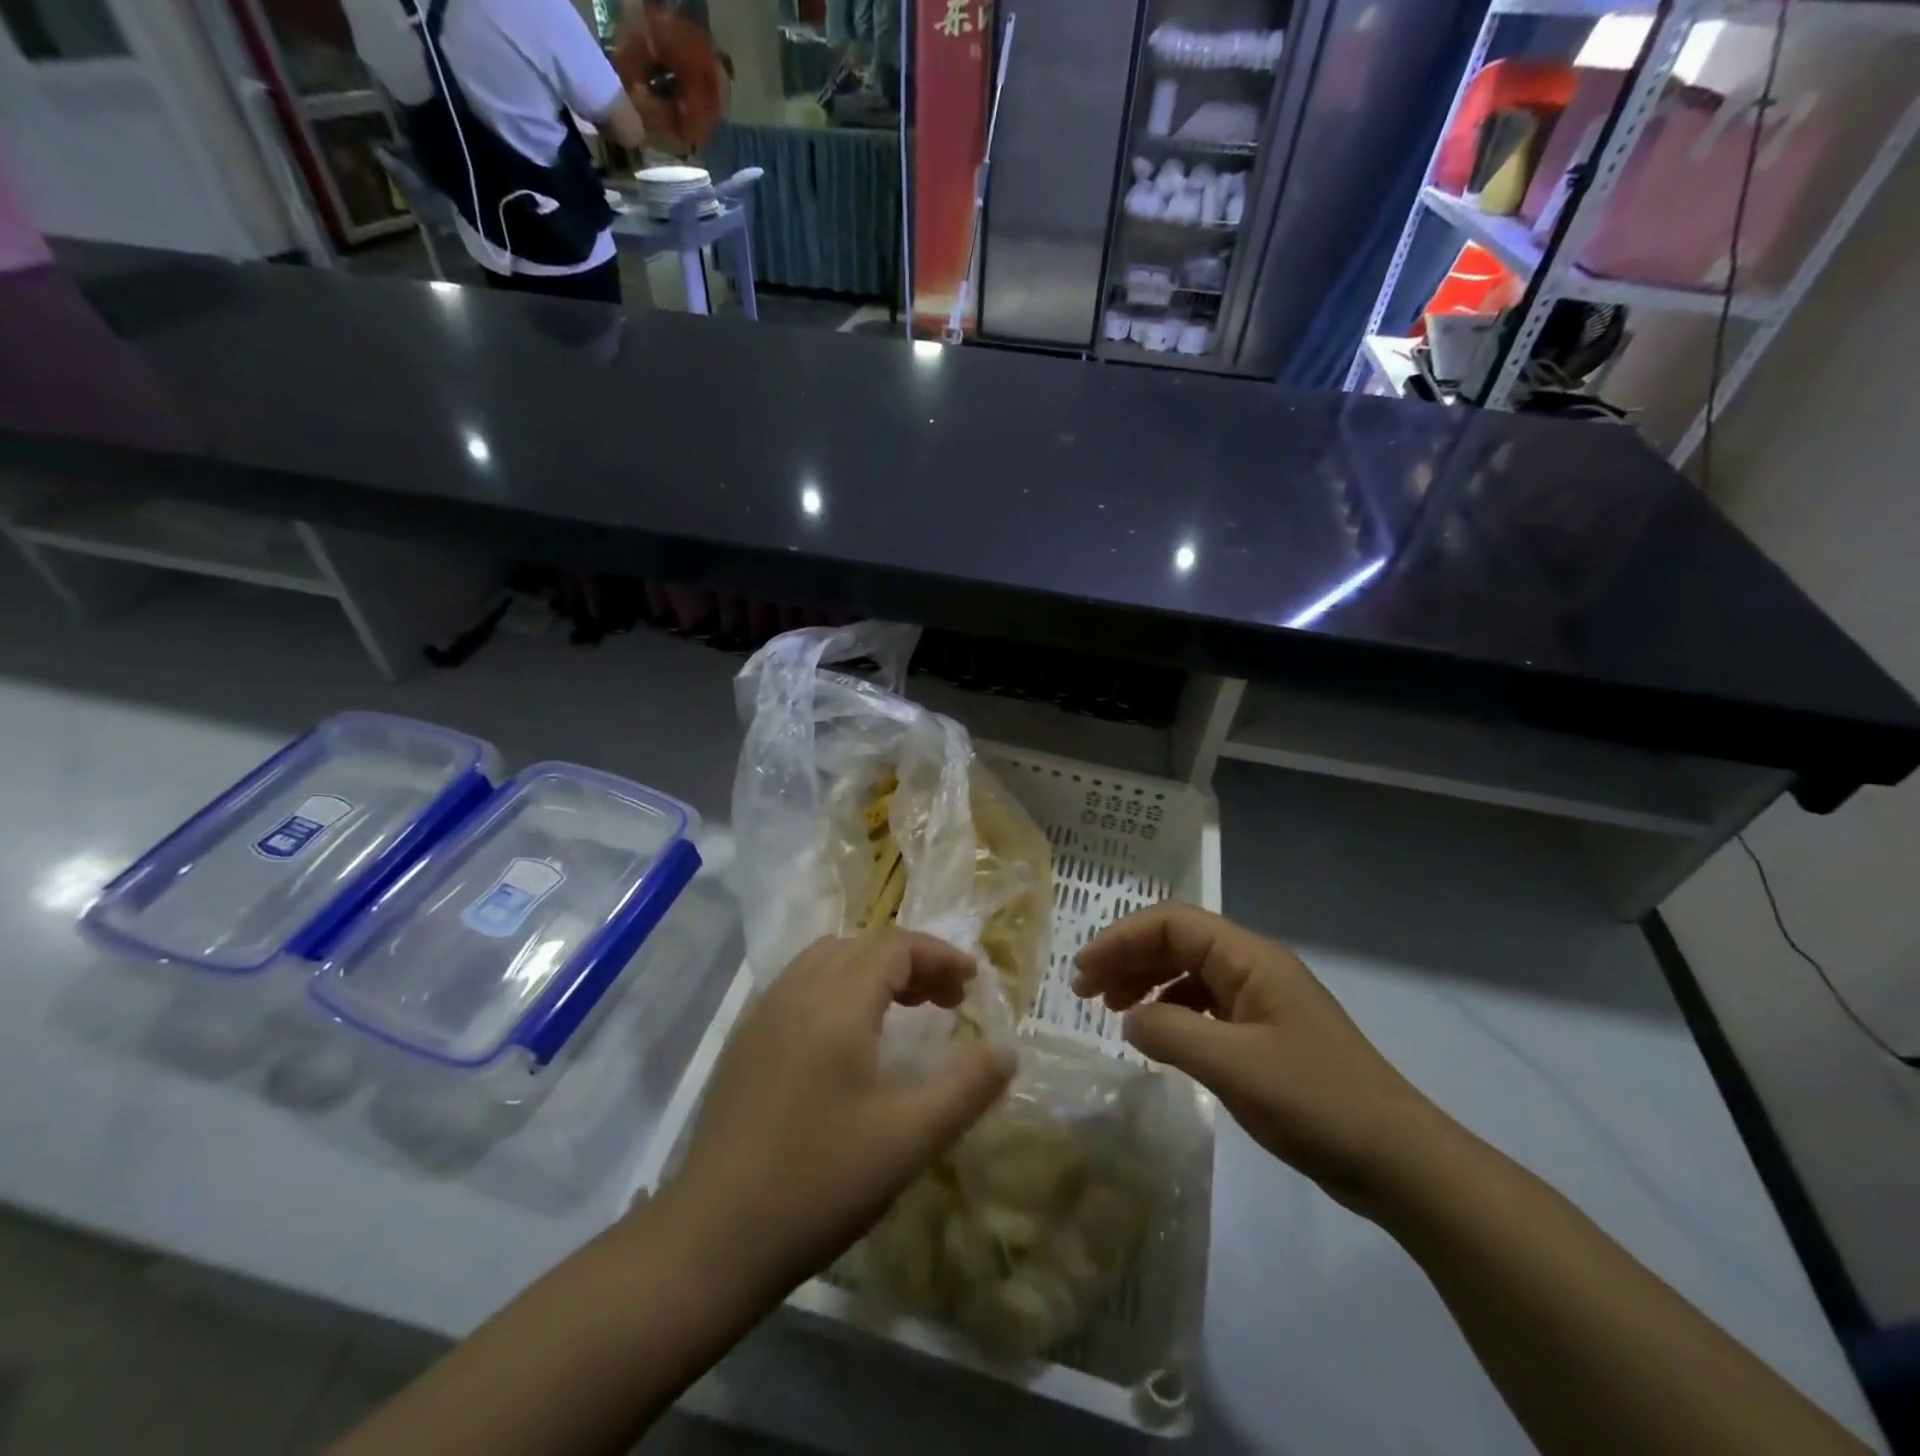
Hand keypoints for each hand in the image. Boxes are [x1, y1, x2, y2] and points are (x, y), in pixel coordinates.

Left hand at [669, 932, 1014, 1289]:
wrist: (712, 1240)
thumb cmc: (820, 1182)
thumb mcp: (910, 1138)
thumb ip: (967, 1087)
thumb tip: (1006, 1050)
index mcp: (837, 1002)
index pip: (896, 945)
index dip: (940, 956)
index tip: (972, 984)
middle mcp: (796, 991)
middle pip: (862, 945)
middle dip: (912, 962)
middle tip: (945, 1002)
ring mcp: (763, 1014)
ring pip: (827, 961)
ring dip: (871, 971)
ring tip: (902, 1011)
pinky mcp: (744, 1042)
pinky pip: (799, 986)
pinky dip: (837, 988)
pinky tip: (847, 1040)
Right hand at [1074, 904, 1449, 1212]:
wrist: (1398, 1161)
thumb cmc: (1315, 1101)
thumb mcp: (1233, 1066)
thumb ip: (1170, 1033)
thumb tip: (1129, 1019)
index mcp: (1249, 958)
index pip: (1171, 923)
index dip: (1121, 939)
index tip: (1083, 971)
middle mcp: (1253, 967)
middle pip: (1176, 942)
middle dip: (1127, 958)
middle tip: (1085, 992)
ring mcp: (1261, 1000)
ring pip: (1188, 973)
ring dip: (1146, 983)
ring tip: (1112, 1011)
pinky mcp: (1264, 1034)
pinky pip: (1204, 1006)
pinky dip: (1171, 1013)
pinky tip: (1155, 1037)